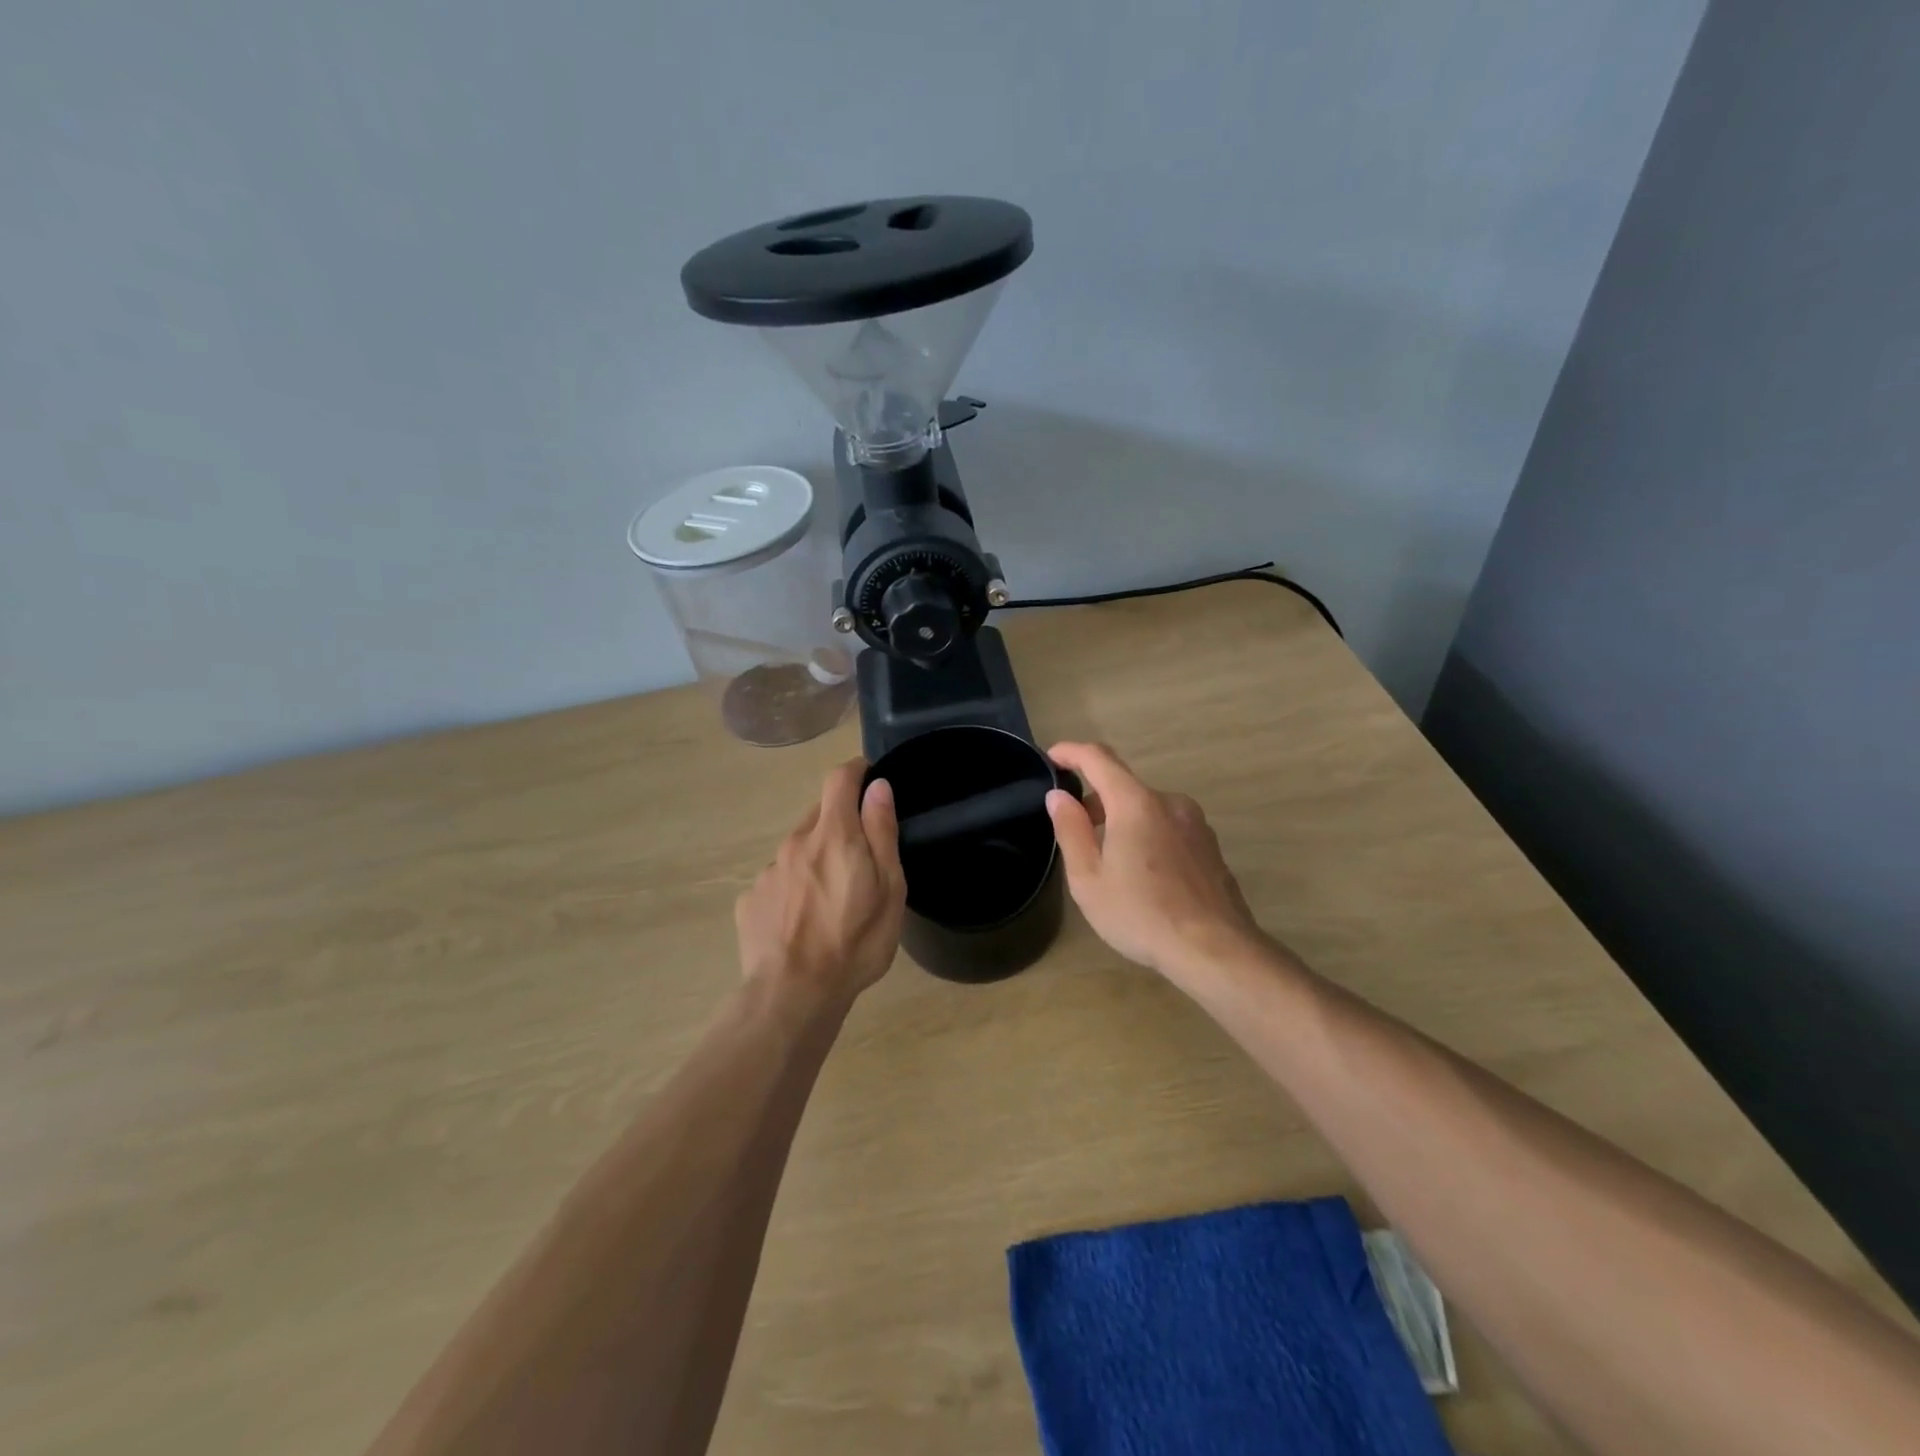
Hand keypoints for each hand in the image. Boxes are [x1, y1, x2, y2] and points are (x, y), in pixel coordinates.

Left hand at [735, 759, 906, 1004]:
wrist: (793, 995)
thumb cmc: (855, 942)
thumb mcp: (889, 888)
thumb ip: (881, 832)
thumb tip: (878, 787)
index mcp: (833, 835)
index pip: (839, 779)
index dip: (855, 770)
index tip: (869, 777)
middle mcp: (795, 842)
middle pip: (820, 814)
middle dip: (841, 823)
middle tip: (860, 857)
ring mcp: (768, 871)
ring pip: (798, 849)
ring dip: (816, 858)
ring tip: (832, 898)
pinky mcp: (751, 899)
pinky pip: (779, 880)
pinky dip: (794, 887)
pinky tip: (803, 921)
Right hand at [1045, 742, 1265, 981]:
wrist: (1214, 949)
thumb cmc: (1141, 914)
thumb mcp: (1089, 878)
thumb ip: (1071, 830)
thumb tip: (1059, 796)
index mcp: (1136, 803)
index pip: (1098, 759)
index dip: (1071, 752)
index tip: (1052, 757)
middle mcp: (1169, 802)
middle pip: (1124, 785)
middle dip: (1095, 799)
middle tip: (1075, 831)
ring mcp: (1195, 823)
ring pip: (1148, 808)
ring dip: (1122, 820)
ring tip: (1109, 861)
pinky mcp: (1210, 846)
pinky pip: (1168, 827)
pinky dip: (1147, 835)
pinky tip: (1143, 876)